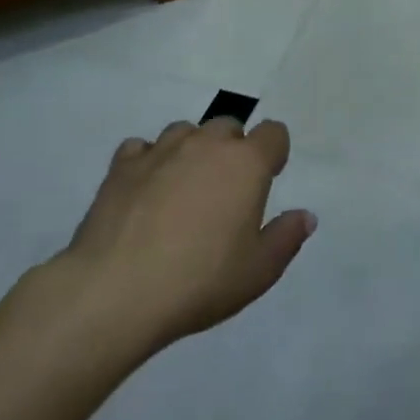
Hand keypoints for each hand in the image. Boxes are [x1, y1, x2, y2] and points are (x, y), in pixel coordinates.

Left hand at [45, 119, 316, 368]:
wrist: (114, 293)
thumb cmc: (199, 281)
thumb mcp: (258, 271)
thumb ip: (286, 238)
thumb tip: (305, 216)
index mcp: (247, 163)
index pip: (274, 133)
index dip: (274, 152)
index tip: (267, 179)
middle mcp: (207, 144)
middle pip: (228, 126)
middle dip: (231, 150)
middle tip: (223, 191)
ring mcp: (161, 151)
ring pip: (185, 131)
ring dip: (190, 151)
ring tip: (182, 188)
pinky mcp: (121, 167)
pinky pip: (141, 148)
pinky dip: (148, 162)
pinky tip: (144, 190)